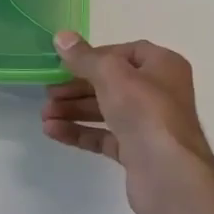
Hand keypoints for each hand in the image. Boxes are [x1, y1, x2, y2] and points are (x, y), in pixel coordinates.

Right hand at [41, 33, 213, 213]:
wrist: (169, 176)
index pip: (124, 53)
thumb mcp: (111, 75)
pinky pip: (105, 136)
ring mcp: (149, 124)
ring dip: (74, 110)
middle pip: (111, 83)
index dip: (94, 56)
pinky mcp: (138, 152)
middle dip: (76, 87)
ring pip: (106, 111)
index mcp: (162, 66)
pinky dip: (80, 133)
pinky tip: (53, 132)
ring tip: (45, 116)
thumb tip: (62, 37)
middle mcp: (159, 92)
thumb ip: (84, 57)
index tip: (66, 64)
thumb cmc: (145, 112)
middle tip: (48, 93)